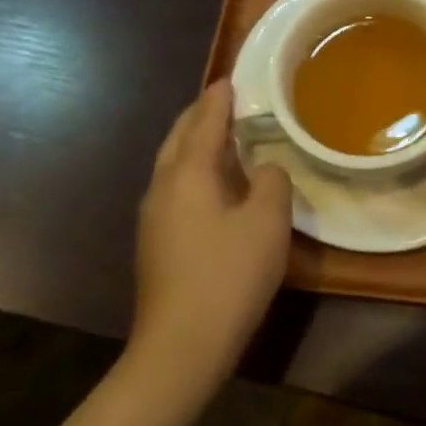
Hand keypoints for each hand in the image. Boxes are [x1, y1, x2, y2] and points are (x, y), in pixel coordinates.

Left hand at [131, 80, 292, 391]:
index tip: (231, 77)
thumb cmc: (228, 276)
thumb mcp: (267, 222)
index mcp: (189, 173)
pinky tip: (214, 184)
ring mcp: (154, 217)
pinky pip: (175, 187)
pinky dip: (193, 169)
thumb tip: (264, 168)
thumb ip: (271, 182)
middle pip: (179, 137)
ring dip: (194, 143)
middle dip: (200, 115)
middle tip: (225, 100)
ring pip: (172, 163)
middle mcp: (163, 186)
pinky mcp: (156, 242)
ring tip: (221, 135)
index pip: (205, 121)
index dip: (220, 98)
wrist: (180, 348)